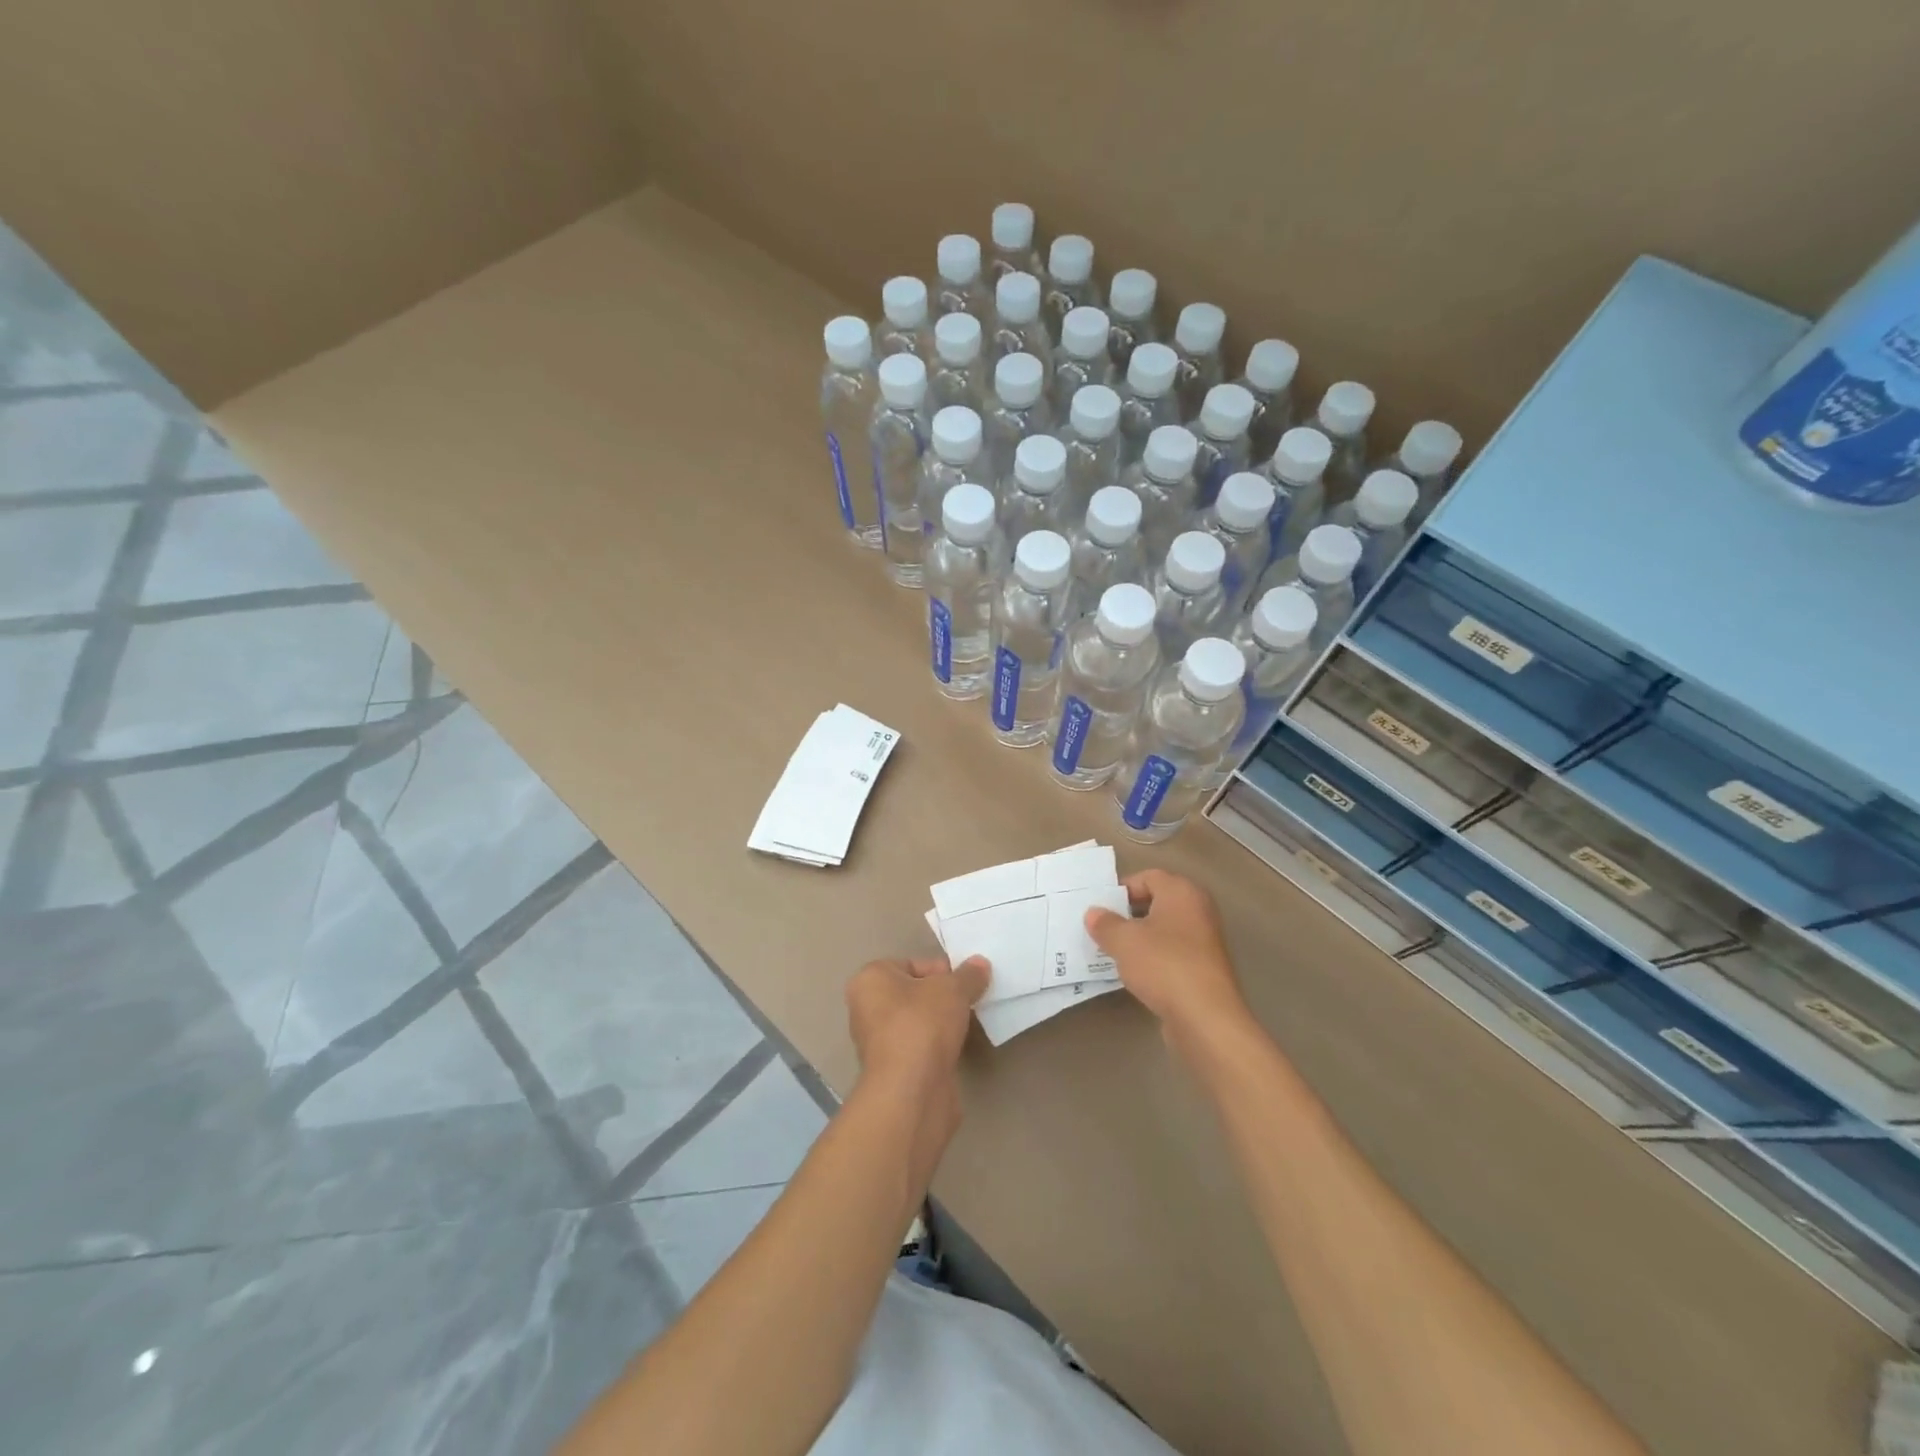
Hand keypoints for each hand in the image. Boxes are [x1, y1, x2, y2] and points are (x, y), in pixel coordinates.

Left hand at [846, 955, 990, 1094]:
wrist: (912, 1091)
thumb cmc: (922, 1024)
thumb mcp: (953, 989)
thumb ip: (968, 975)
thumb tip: (980, 964)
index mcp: (870, 980)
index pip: (911, 964)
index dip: (942, 970)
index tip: (966, 982)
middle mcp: (867, 1009)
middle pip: (914, 993)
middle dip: (942, 997)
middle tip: (969, 1001)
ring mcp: (878, 1042)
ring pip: (918, 1022)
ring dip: (941, 1023)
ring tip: (967, 1024)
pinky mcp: (894, 1070)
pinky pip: (920, 1047)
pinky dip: (938, 1047)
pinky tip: (957, 1048)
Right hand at [1085, 870, 1248, 1036]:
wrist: (1205, 1017)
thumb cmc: (1163, 965)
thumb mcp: (1123, 940)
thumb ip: (1105, 923)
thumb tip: (1094, 913)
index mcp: (1182, 892)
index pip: (1148, 877)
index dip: (1122, 889)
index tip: (1100, 907)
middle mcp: (1198, 910)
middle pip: (1157, 902)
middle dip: (1128, 913)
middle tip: (1102, 928)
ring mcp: (1205, 941)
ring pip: (1164, 930)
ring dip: (1139, 938)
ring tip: (1113, 951)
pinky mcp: (1204, 969)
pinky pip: (1172, 953)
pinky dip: (1153, 958)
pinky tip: (1134, 973)